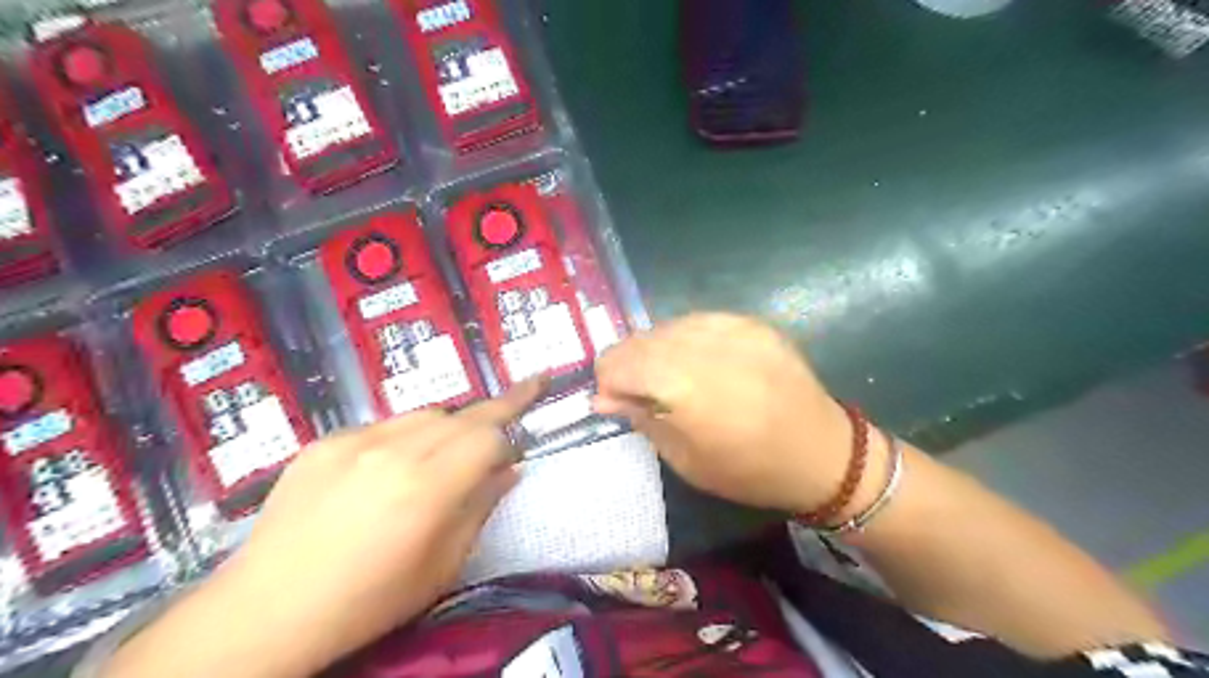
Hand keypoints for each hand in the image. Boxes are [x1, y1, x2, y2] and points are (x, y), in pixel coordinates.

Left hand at [101, 380, 537, 677]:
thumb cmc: (368, 601)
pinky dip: (403, 437)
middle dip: (491, 414)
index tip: (538, 389)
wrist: (265, 612)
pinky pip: (382, 426)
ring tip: (443, 456)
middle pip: (460, 415)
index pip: (489, 433)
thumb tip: (509, 470)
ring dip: (447, 427)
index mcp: (427, 487)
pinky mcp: (323, 443)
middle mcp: (393, 451)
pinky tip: (389, 468)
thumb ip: (481, 508)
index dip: (517, 414)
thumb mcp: (441, 567)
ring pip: (423, 414)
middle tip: (510, 414)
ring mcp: (353, 441)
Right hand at [595, 312, 848, 513]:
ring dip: (654, 350)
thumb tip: (603, 398)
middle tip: (636, 392)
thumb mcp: (685, 460)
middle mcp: (704, 347)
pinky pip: (697, 321)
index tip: (612, 401)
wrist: (824, 453)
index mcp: (685, 387)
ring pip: (666, 326)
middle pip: (640, 340)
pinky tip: (694, 362)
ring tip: (668, 378)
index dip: (606, 380)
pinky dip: (683, 340)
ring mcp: (731, 328)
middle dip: (627, 364)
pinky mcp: (751, 323)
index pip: (619, 362)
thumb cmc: (750, 470)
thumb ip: (641, 418)